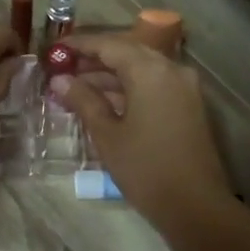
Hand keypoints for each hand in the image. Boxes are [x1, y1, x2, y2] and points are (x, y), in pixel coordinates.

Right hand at [51, 33, 233, 232]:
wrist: (195, 205)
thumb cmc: (145, 168)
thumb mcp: (107, 134)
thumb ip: (83, 100)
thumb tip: (60, 80)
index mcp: (150, 70)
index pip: (109, 45)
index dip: (79, 46)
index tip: (54, 51)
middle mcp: (171, 69)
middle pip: (127, 52)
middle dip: (94, 59)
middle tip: (63, 69)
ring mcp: (184, 86)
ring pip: (141, 68)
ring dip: (111, 75)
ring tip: (76, 87)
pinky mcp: (189, 104)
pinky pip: (154, 83)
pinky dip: (129, 87)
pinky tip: (104, 101)